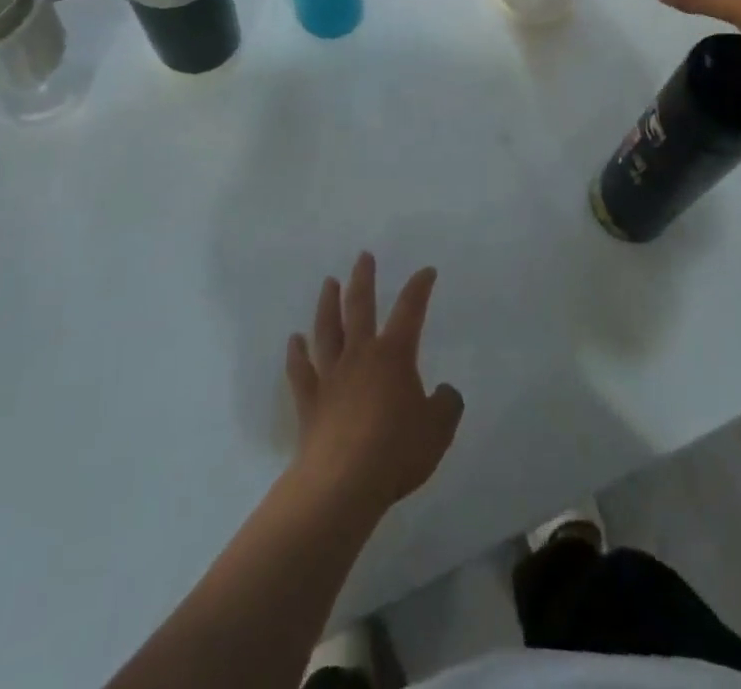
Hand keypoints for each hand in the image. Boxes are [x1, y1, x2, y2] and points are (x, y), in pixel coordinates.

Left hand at [285, 253, 463, 518]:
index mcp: (394, 355)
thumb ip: (446, 404)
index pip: (410, 310)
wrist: (343, 483)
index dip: (419, 287)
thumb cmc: (396, 452)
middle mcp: (360, 355)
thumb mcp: (438, 430)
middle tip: (364, 256)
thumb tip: (444, 391)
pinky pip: (300, 370)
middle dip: (364, 278)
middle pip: (360, 306)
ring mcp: (331, 375)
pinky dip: (296, 353)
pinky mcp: (309, 400)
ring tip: (329, 282)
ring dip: (328, 303)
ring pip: (327, 329)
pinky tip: (294, 340)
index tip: (426, 271)